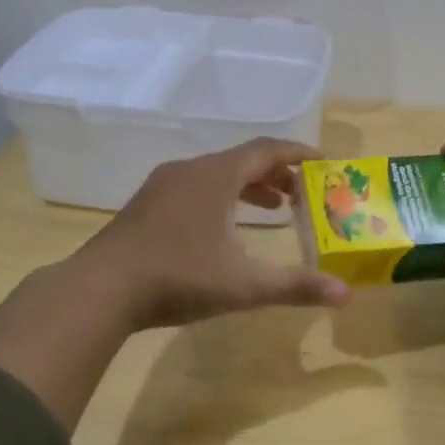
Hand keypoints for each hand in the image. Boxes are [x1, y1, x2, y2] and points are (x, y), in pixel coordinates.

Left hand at [81, 137, 349, 331]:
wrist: (98, 291)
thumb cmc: (178, 278)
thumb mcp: (244, 285)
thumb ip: (296, 286)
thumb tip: (346, 294)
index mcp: (216, 177)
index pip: (266, 149)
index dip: (298, 153)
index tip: (324, 161)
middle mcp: (189, 171)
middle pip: (242, 160)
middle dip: (277, 175)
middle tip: (302, 196)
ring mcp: (162, 187)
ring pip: (217, 175)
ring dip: (249, 188)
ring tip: (273, 211)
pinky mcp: (146, 206)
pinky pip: (195, 188)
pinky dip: (222, 198)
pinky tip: (225, 229)